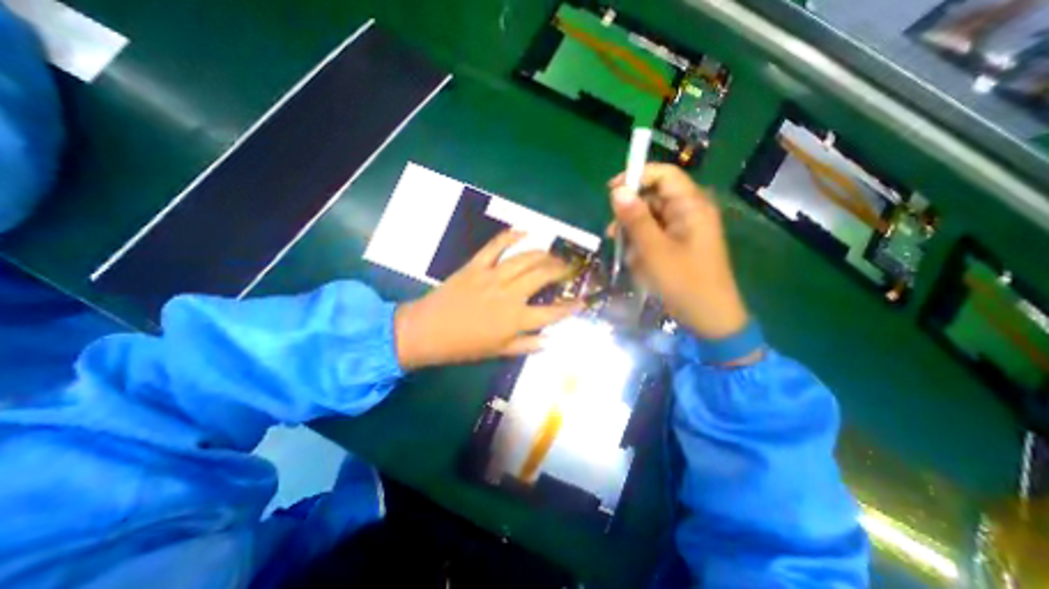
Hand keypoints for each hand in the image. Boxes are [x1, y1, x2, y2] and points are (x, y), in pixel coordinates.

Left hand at [392, 231, 581, 366]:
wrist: (427, 331)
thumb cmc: (464, 345)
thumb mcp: (498, 352)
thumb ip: (526, 345)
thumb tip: (550, 340)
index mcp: (515, 319)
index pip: (552, 312)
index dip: (572, 307)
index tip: (584, 300)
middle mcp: (509, 294)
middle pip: (543, 276)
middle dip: (562, 270)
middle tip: (570, 268)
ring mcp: (492, 276)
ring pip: (526, 258)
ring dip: (544, 254)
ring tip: (553, 254)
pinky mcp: (476, 265)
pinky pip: (495, 245)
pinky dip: (510, 235)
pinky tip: (523, 231)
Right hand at [612, 162, 748, 343]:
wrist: (709, 317)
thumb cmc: (684, 282)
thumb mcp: (654, 250)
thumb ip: (636, 219)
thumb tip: (617, 191)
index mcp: (691, 206)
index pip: (664, 175)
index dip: (637, 177)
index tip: (611, 192)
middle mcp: (689, 212)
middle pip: (654, 197)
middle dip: (631, 213)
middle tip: (613, 233)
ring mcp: (685, 229)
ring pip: (651, 218)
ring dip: (634, 232)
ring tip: (624, 253)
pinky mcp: (679, 244)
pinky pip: (655, 235)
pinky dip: (642, 245)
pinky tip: (637, 262)